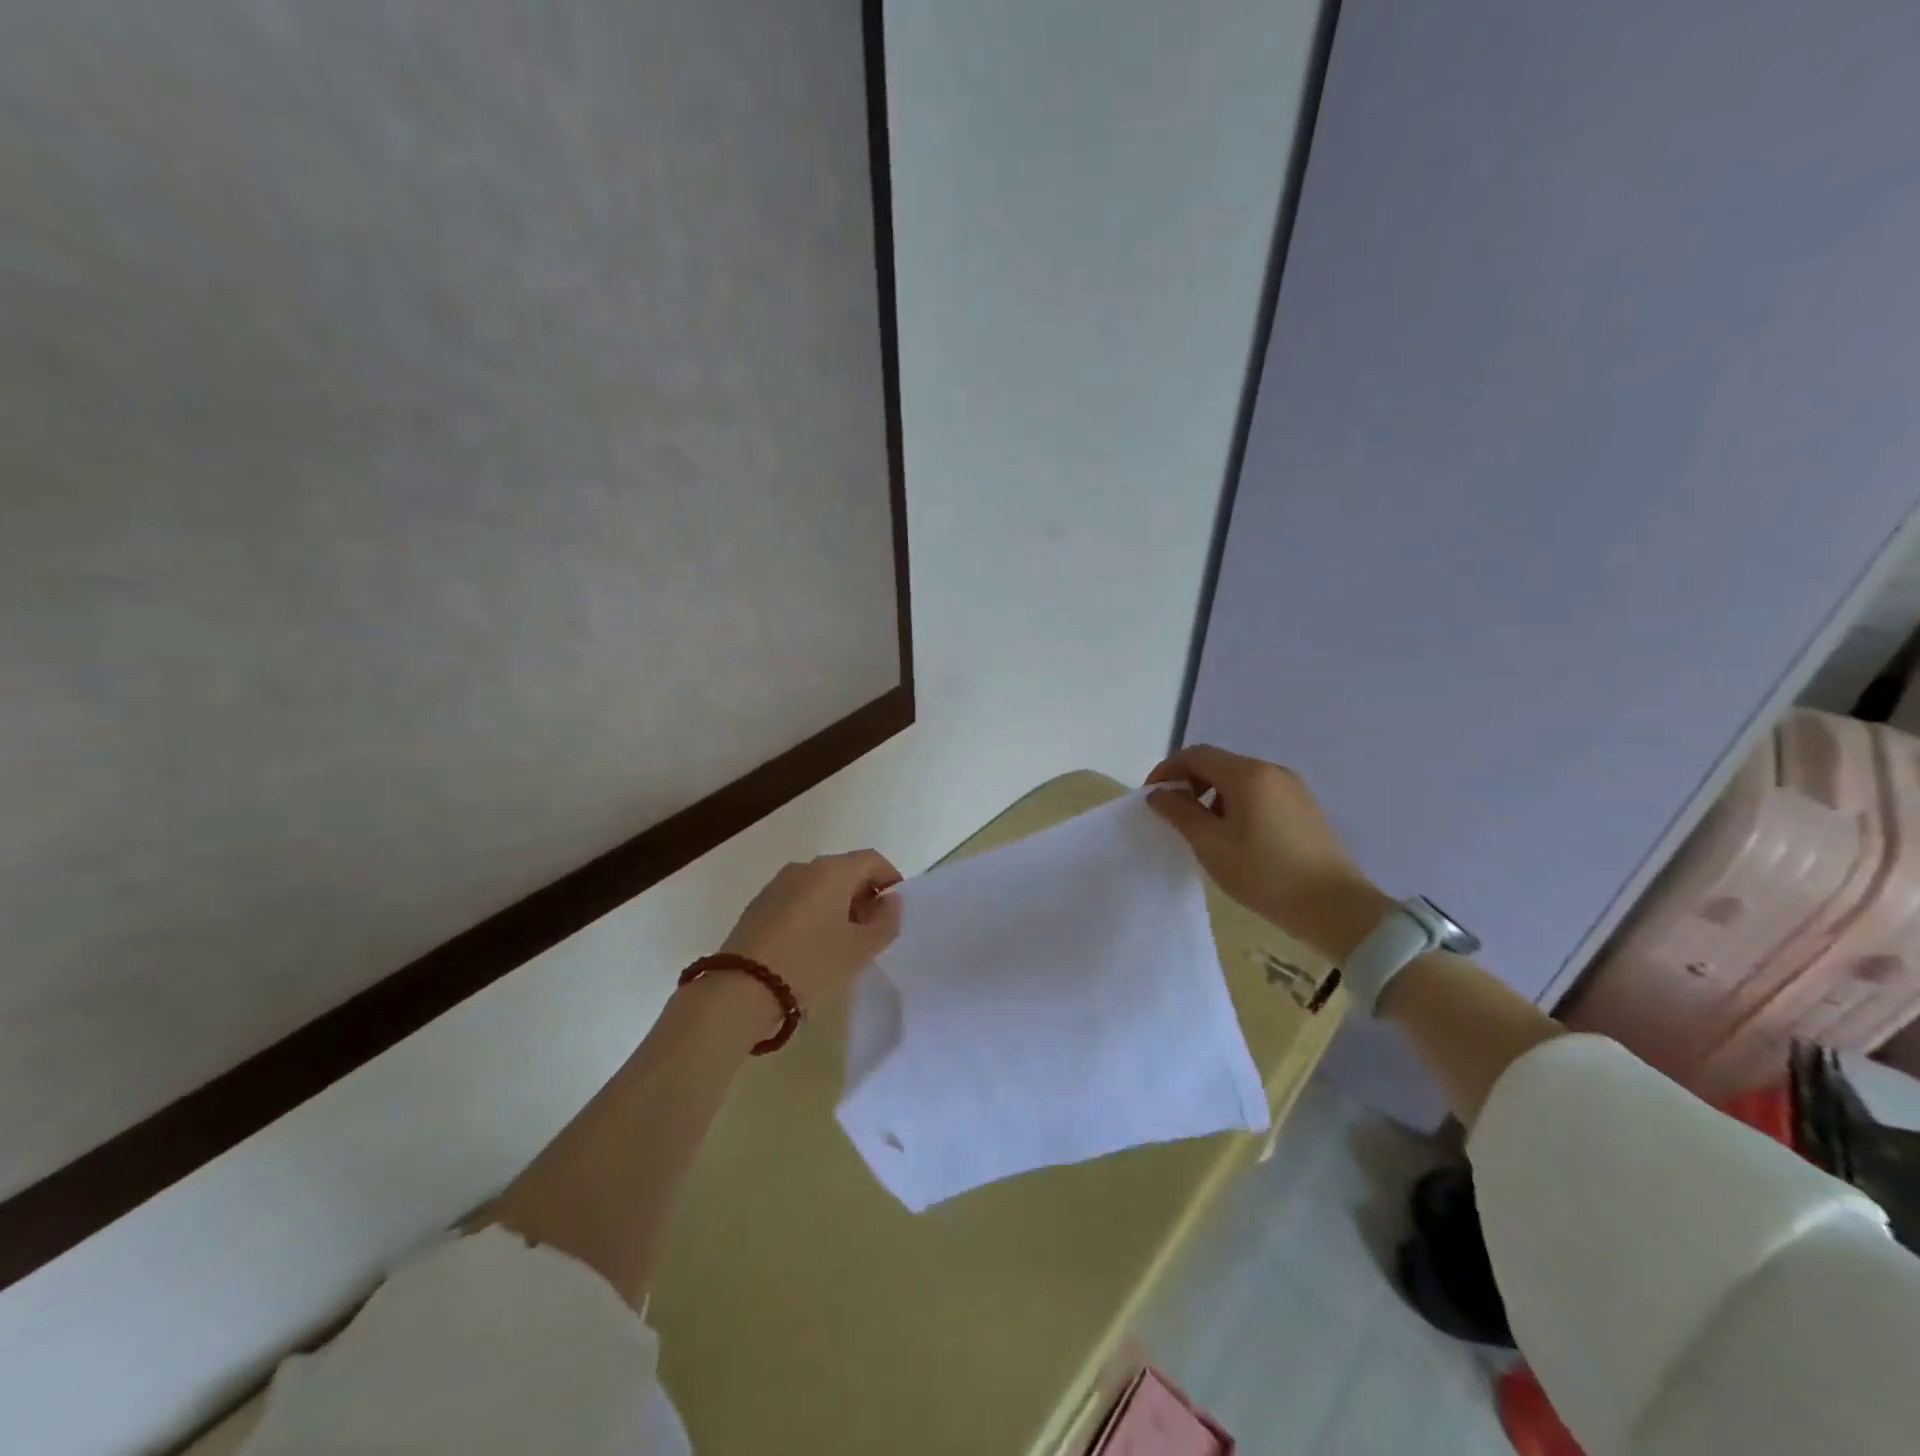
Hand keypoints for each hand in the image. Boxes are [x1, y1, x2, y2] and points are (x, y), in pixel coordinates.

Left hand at [718, 850, 902, 1011]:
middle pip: (845, 870)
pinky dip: (813, 913)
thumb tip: (891, 900)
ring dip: (837, 905)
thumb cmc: (811, 964)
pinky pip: (798, 899)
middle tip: (871, 931)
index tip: (894, 911)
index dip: (890, 880)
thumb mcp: (860, 950)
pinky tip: (811, 946)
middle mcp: (804, 868)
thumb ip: (886, 921)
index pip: (872, 860)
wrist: (741, 989)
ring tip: (842, 943)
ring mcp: (777, 885)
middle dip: (864, 895)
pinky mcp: (758, 905)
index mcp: (832, 870)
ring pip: (820, 885)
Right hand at [1145, 745, 1392, 960]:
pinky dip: (1236, 805)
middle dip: (1189, 783)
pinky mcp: (1304, 808)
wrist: (1336, 908)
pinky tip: (1235, 838)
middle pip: (1218, 764)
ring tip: (1203, 831)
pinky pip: (1259, 794)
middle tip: (1173, 815)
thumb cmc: (1265, 874)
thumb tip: (1158, 794)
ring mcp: (1293, 788)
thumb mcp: (1211, 845)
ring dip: (1211, 796)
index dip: (1167, 770)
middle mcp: (1272, 771)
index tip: (1151, 797)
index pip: (1196, 755)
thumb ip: (1179, 813)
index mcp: (1248, 774)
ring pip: (1239, 780)